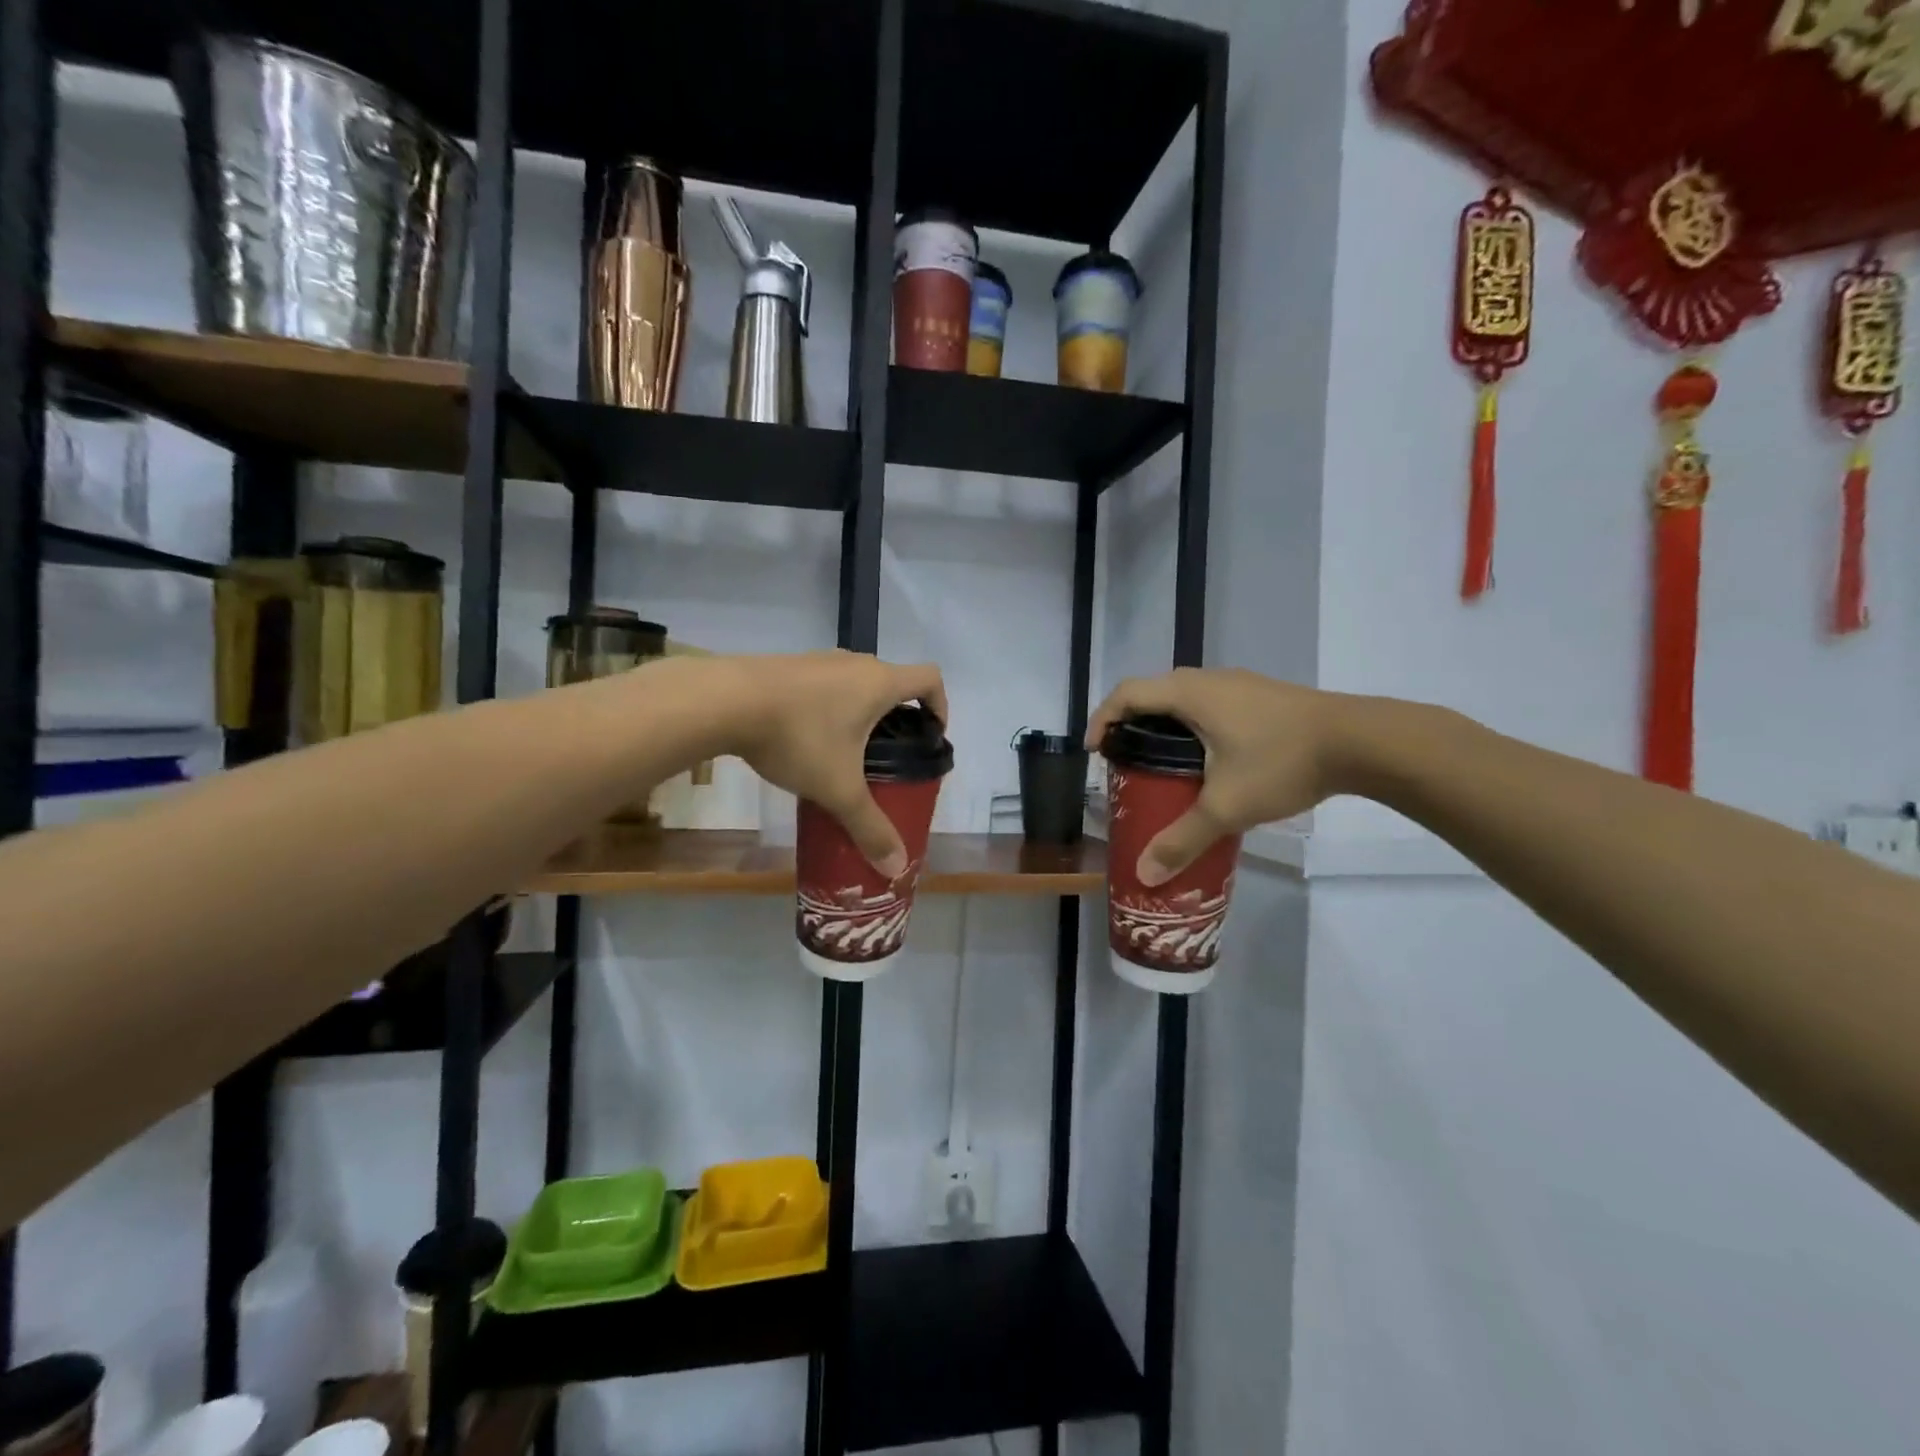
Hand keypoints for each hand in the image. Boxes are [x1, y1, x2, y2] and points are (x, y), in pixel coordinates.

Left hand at [723, 651, 947, 877]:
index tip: (930, 737)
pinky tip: (804, 739)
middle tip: (887, 757)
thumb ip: (869, 827)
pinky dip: (827, 707)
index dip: (941, 705)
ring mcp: (818, 660)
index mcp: (880, 683)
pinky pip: (823, 685)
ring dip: (859, 712)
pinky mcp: (787, 665)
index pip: (930, 679)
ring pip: (855, 683)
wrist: (724, 701)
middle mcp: (855, 663)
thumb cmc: (798, 738)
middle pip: (892, 681)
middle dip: (897, 717)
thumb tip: (896, 868)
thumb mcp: (838, 789)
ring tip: (845, 753)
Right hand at [1085, 668, 1343, 886]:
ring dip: (1164, 723)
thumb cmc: (1282, 762)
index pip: (1127, 693)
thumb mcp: (1226, 806)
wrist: (1362, 741)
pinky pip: (1211, 703)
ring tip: (1161, 763)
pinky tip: (1209, 759)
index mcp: (1189, 694)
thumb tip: (1144, 874)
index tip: (1095, 751)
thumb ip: (1182, 839)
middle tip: (1124, 760)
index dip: (1102, 718)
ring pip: (1185, 697)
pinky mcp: (1263, 695)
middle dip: (1130, 723)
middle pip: (1153, 692)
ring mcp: (1239, 684)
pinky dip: (1193, 724)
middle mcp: (1209, 679)